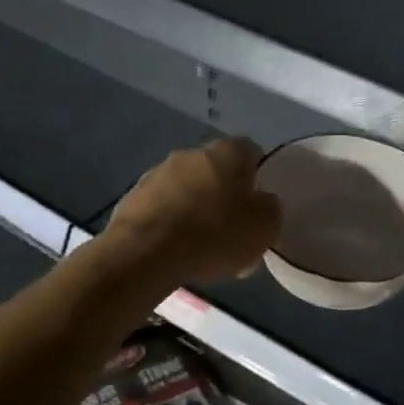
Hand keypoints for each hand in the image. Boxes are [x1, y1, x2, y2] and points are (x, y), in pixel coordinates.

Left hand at [102, 138, 282, 283]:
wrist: (146, 252)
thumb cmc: (214, 234)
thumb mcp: (264, 227)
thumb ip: (270, 209)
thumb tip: (262, 203)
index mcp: (227, 152)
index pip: (251, 153)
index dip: (257, 179)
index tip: (258, 208)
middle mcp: (190, 152)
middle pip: (216, 172)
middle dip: (224, 196)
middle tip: (231, 232)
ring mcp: (157, 173)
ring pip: (187, 190)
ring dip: (195, 210)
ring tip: (200, 248)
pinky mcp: (133, 197)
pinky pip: (162, 209)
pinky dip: (170, 224)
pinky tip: (174, 251)